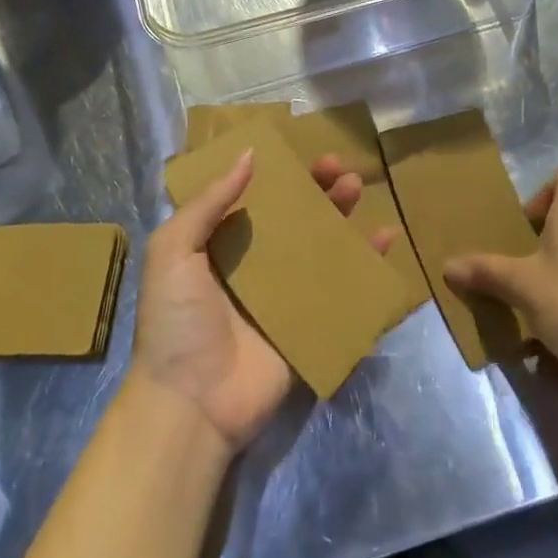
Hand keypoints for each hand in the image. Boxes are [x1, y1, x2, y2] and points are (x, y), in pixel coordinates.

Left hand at [130, 150, 393, 455]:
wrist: (191, 405)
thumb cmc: (175, 321)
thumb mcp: (173, 251)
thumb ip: (208, 202)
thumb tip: (249, 154)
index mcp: (219, 245)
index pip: (254, 197)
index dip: (278, 173)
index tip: (300, 152)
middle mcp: (253, 265)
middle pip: (292, 217)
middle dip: (315, 189)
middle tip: (337, 167)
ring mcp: (283, 296)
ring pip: (319, 245)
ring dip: (340, 215)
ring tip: (356, 188)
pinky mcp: (308, 325)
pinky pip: (341, 287)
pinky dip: (365, 263)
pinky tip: (385, 237)